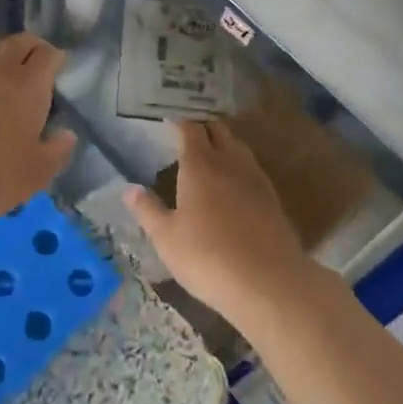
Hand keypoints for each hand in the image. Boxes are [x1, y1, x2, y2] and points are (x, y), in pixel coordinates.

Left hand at [0, 34, 76, 228]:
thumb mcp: (36, 173)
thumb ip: (56, 151)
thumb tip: (67, 135)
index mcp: (29, 86)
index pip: (47, 55)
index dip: (56, 57)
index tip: (59, 67)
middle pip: (17, 42)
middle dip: (31, 47)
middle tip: (36, 60)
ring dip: (1, 50)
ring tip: (6, 63)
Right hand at [126, 121, 311, 324]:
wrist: (268, 282)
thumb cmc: (207, 256)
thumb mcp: (166, 238)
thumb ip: (148, 210)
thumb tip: (129, 190)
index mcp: (200, 165)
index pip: (190, 129)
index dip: (180, 123)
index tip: (169, 122)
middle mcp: (230, 163)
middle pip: (219, 131)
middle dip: (204, 128)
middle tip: (189, 134)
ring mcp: (255, 180)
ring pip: (239, 148)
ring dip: (225, 145)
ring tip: (211, 154)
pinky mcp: (273, 199)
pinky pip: (253, 170)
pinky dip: (240, 168)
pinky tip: (234, 185)